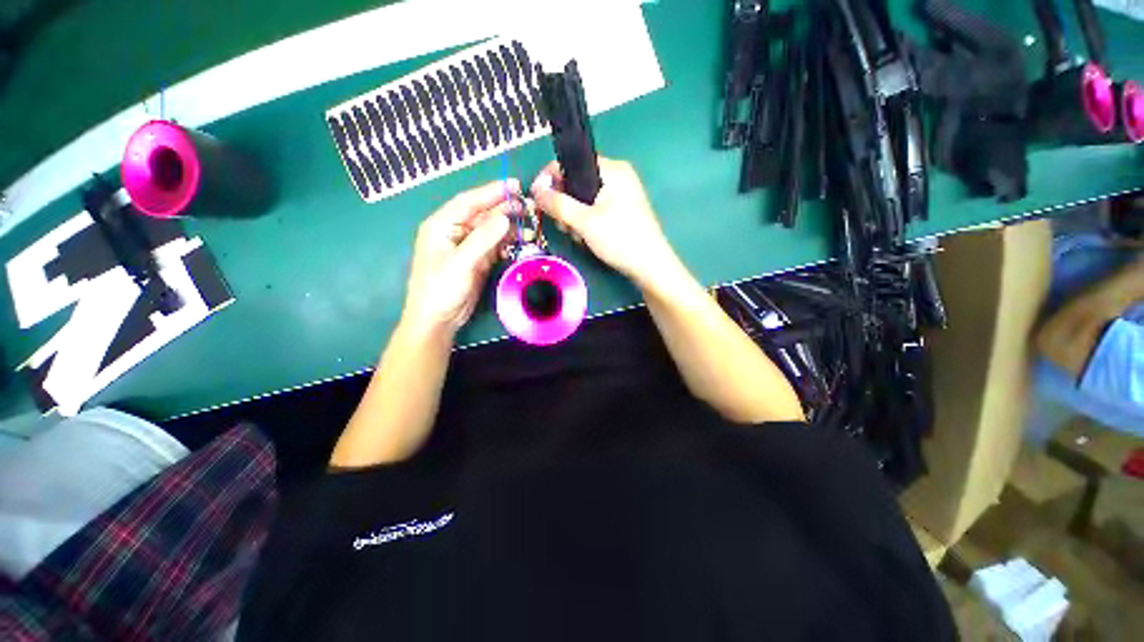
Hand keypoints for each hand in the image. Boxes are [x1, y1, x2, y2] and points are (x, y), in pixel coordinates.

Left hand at [403, 180, 516, 334]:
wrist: (438, 319)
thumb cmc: (440, 288)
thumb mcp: (461, 262)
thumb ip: (483, 239)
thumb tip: (505, 218)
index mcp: (442, 225)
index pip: (468, 202)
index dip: (491, 192)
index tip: (513, 185)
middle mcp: (455, 232)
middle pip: (482, 214)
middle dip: (504, 209)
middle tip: (527, 206)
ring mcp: (467, 247)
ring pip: (490, 231)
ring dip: (509, 228)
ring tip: (529, 227)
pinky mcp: (477, 260)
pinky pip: (494, 246)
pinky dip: (507, 243)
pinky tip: (521, 242)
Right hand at [531, 158, 680, 287]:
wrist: (650, 266)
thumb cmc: (619, 239)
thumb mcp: (585, 221)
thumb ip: (558, 203)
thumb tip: (535, 189)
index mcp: (612, 169)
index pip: (572, 163)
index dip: (550, 179)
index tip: (537, 199)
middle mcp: (617, 177)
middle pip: (577, 182)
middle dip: (564, 204)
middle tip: (562, 225)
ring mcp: (621, 195)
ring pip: (584, 199)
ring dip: (573, 217)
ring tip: (576, 236)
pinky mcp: (622, 212)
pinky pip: (595, 210)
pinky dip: (585, 222)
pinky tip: (585, 238)